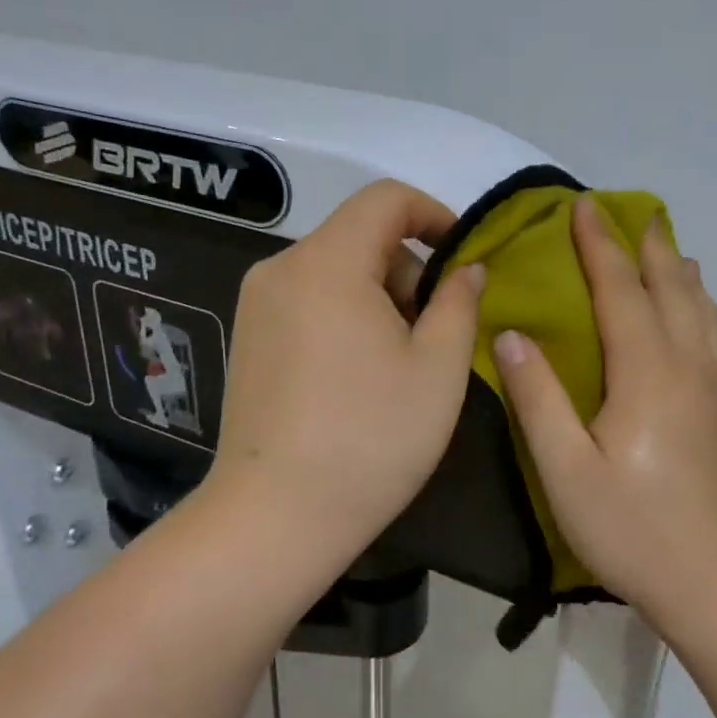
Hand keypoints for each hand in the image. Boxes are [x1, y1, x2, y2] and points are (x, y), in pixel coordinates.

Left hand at [209, 180, 485, 559]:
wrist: (274, 519)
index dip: (434, 214)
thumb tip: (467, 267)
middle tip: (436, 330)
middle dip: (409, 268)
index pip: (385, 198)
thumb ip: (459, 301)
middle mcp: (282, 268)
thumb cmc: (370, 438)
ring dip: (380, 294)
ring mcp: (257, 303)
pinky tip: (359, 374)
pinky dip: (346, 313)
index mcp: (327, 262)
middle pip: (359, 234)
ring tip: (401, 360)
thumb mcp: (438, 367)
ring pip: (335, 269)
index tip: (462, 260)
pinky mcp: (248, 336)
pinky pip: (309, 298)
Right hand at [491, 198, 716, 619]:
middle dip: (646, 246)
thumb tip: (512, 334)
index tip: (583, 208)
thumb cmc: (636, 531)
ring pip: (702, 309)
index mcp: (647, 373)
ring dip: (680, 271)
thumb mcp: (567, 472)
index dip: (600, 246)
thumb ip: (538, 399)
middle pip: (670, 287)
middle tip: (631, 214)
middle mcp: (691, 365)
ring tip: (668, 248)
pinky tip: (700, 312)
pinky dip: (705, 306)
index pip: (621, 290)